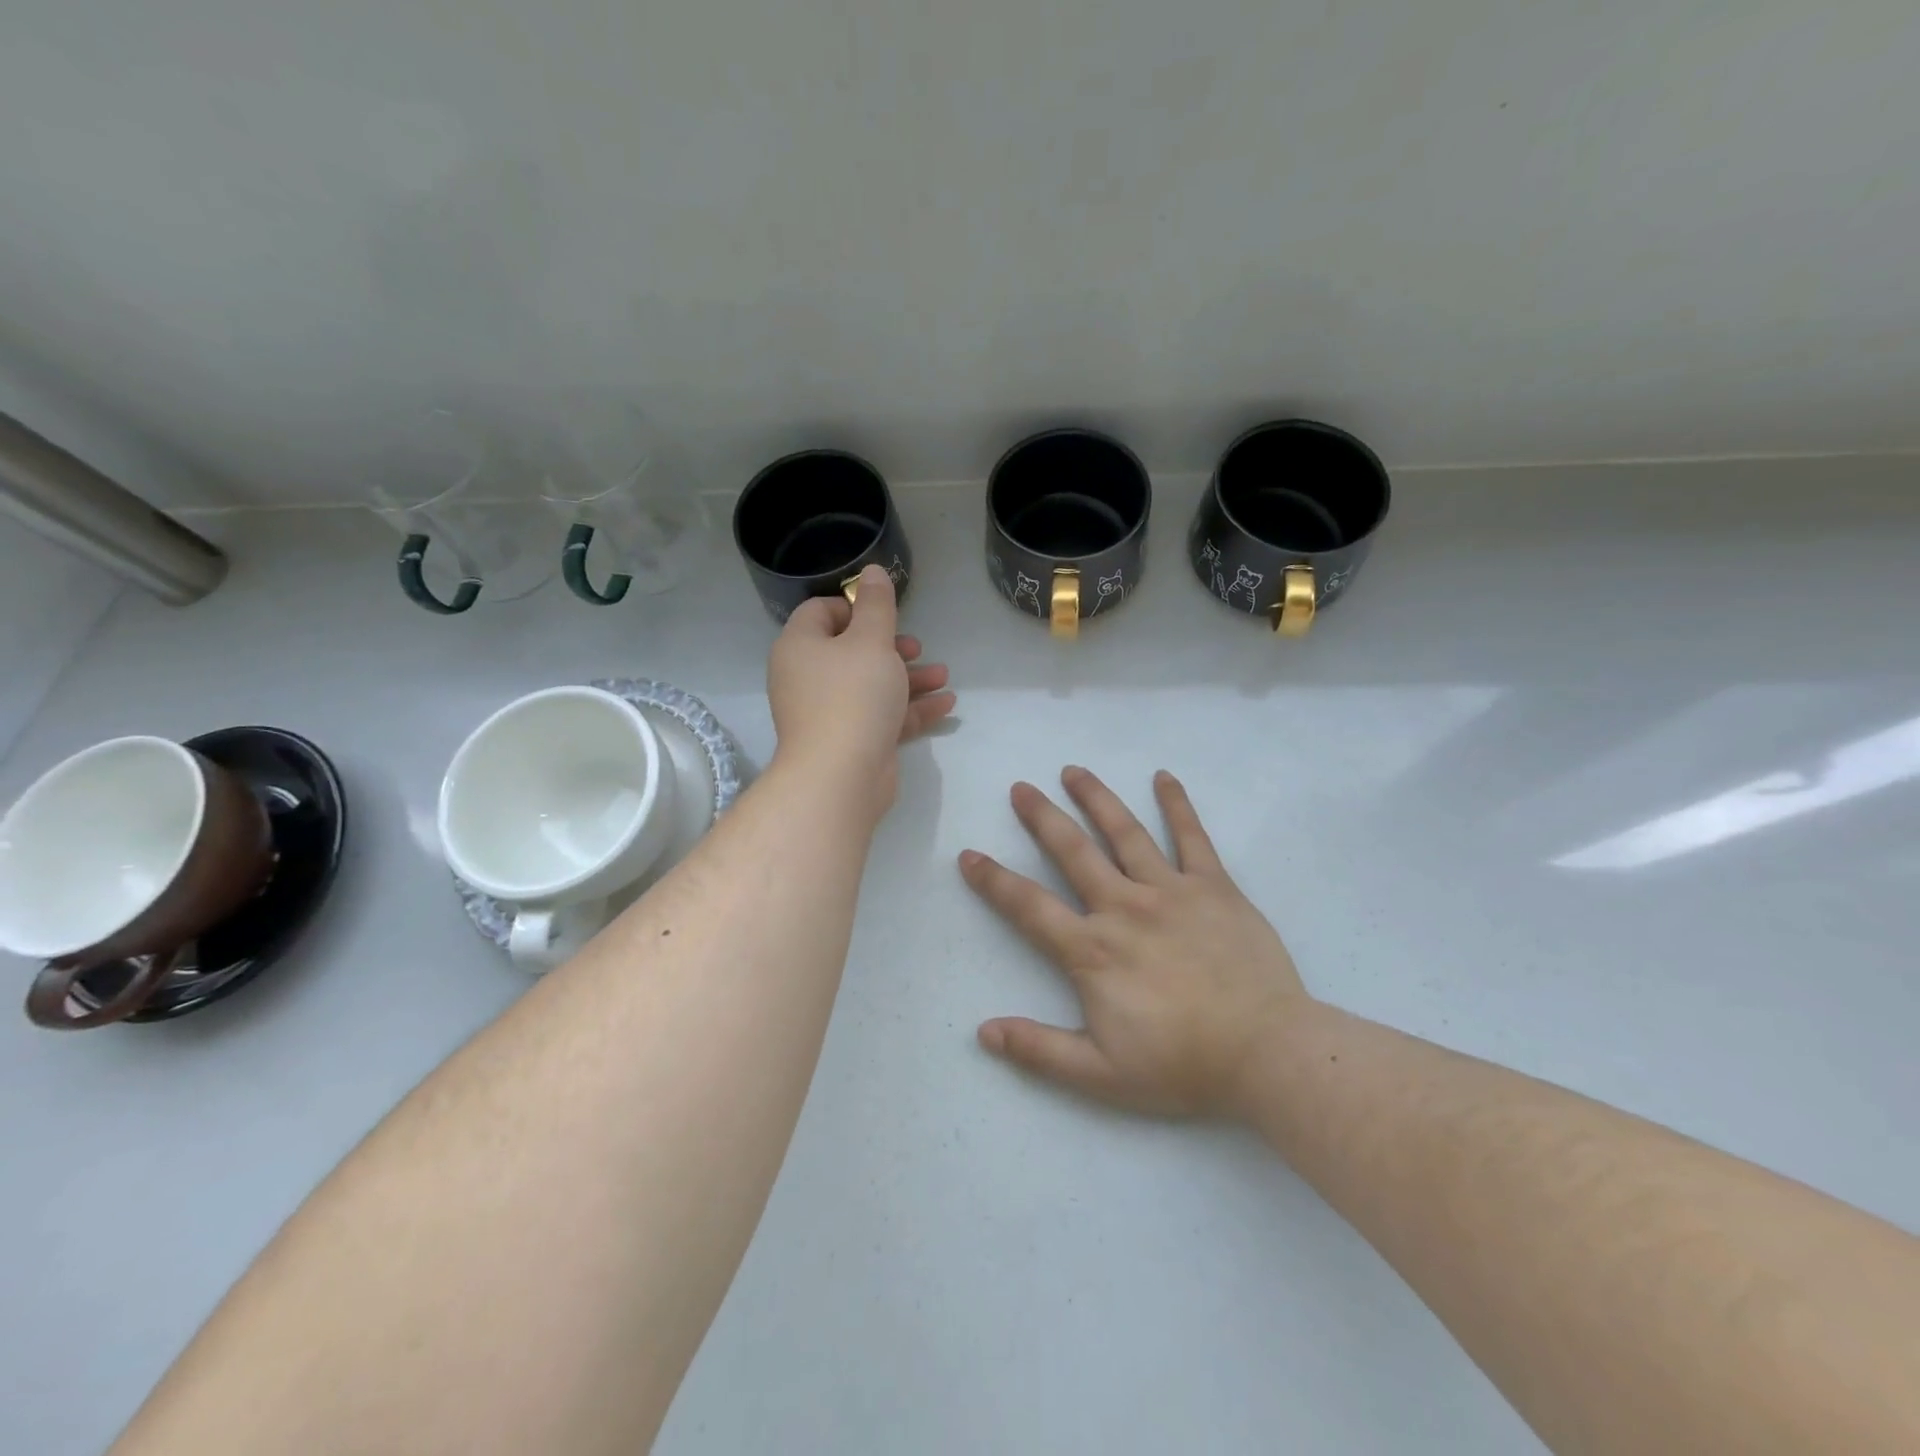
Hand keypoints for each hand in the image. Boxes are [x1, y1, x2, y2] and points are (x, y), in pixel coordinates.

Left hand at [767, 564, 955, 818]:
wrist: (841, 776)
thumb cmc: (853, 696)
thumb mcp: (871, 641)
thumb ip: (876, 605)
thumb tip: (871, 570)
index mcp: (801, 646)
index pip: (821, 612)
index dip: (854, 607)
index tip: (885, 615)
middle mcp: (808, 677)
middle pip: (851, 650)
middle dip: (891, 647)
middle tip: (916, 648)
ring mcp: (829, 713)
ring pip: (872, 685)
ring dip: (909, 678)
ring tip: (943, 676)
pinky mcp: (851, 741)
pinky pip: (881, 716)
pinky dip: (909, 708)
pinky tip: (946, 704)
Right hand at [960, 767, 1311, 1117]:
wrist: (1267, 1053)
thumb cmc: (1182, 1065)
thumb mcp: (1100, 1075)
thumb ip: (1039, 1050)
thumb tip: (984, 1032)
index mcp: (1092, 950)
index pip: (1029, 906)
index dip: (994, 880)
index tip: (969, 854)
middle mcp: (1124, 907)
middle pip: (1073, 852)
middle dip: (1042, 817)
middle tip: (1021, 788)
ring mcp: (1171, 890)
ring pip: (1125, 833)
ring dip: (1096, 798)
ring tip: (1074, 771)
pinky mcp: (1214, 887)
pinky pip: (1192, 838)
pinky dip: (1177, 805)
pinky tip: (1164, 777)